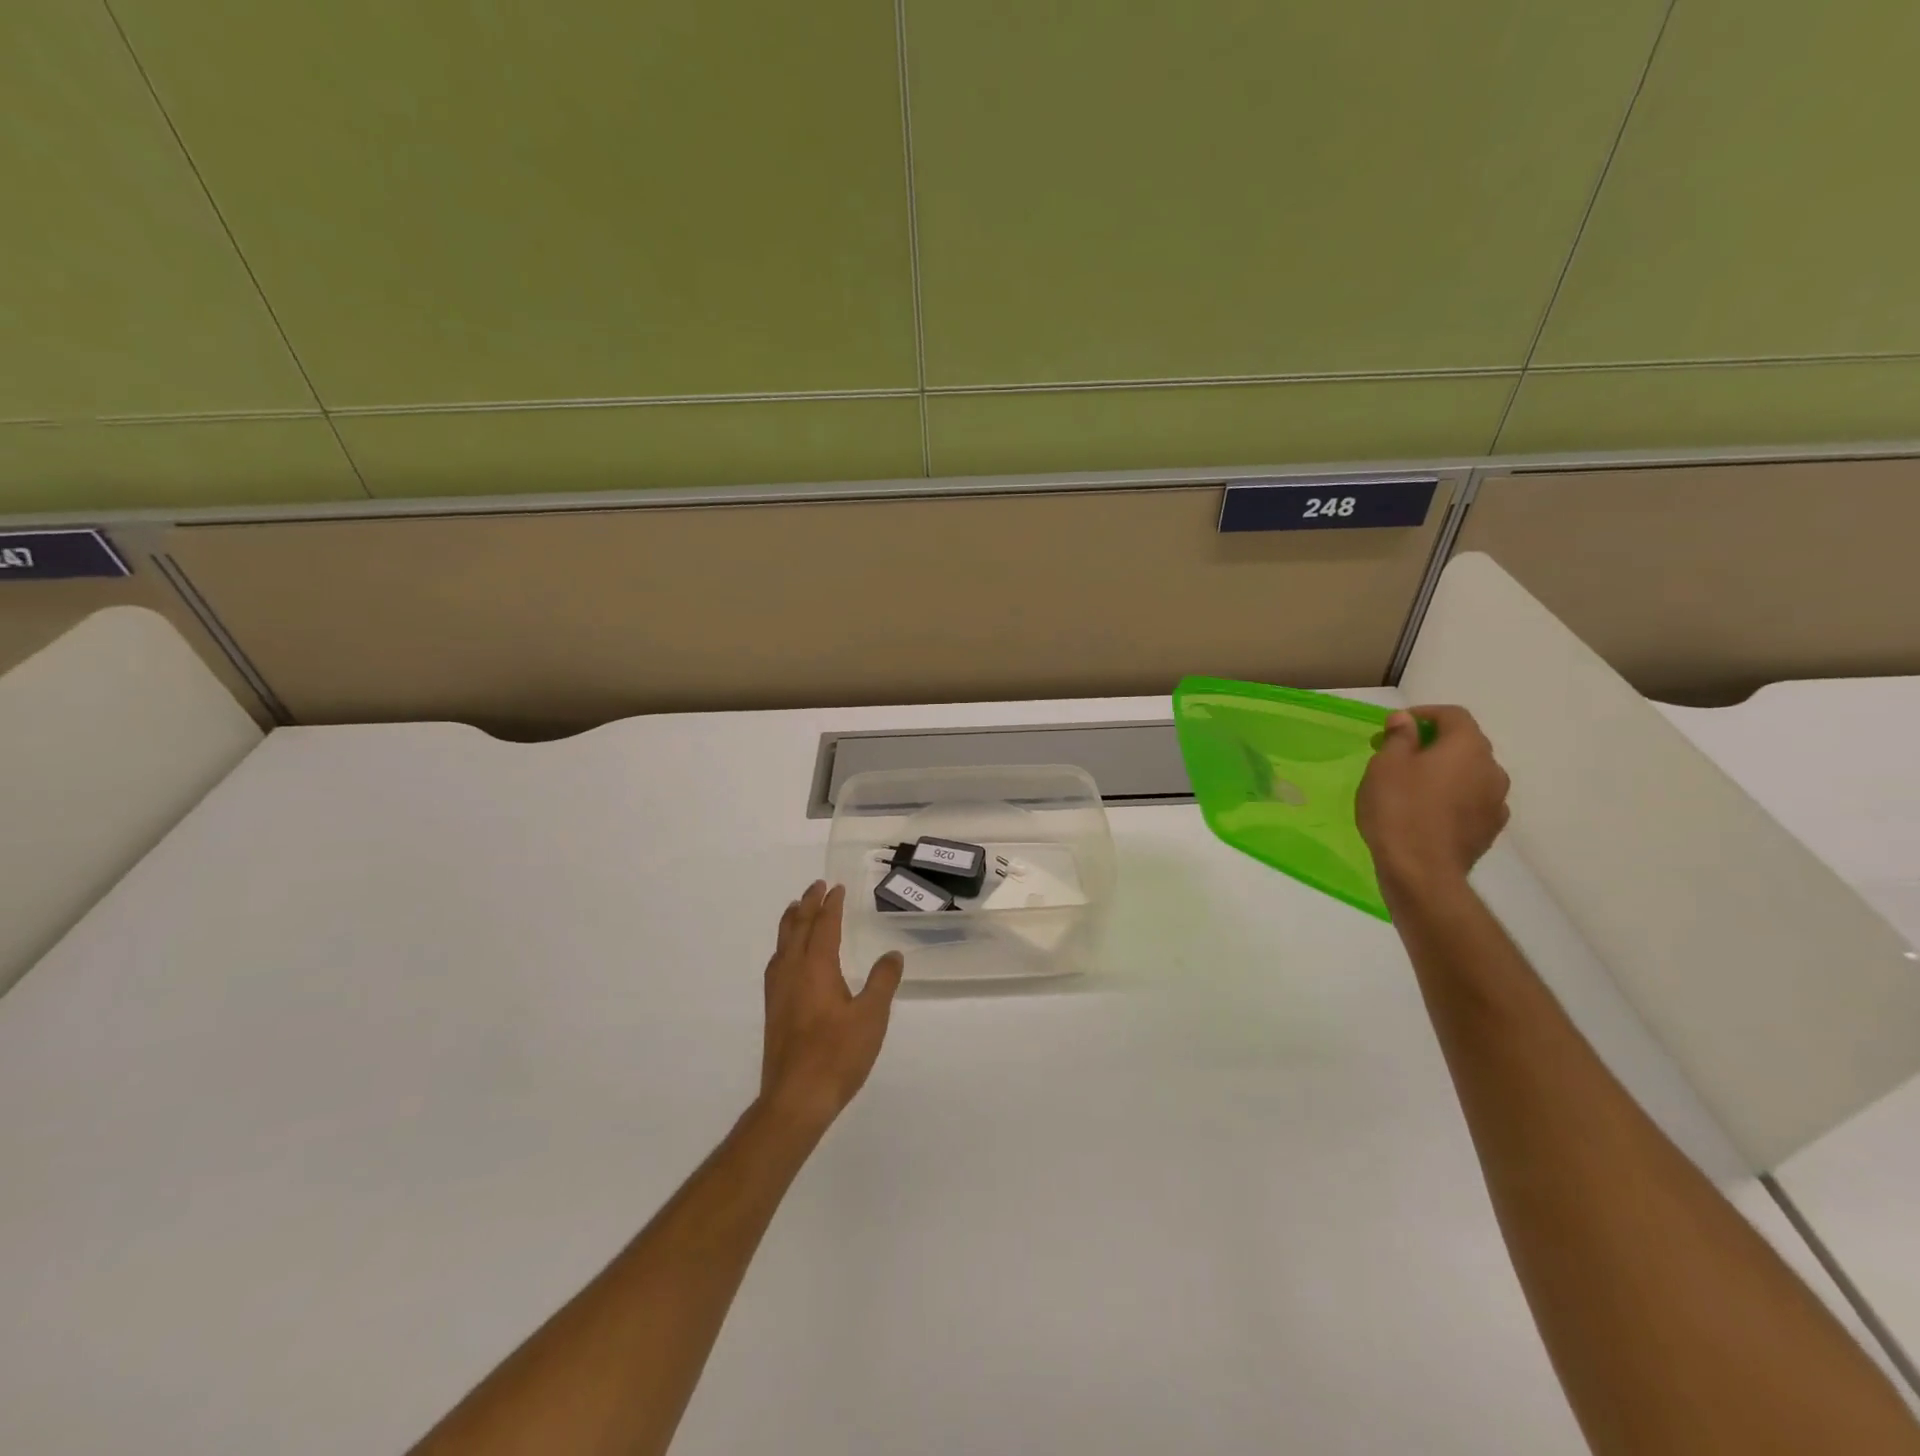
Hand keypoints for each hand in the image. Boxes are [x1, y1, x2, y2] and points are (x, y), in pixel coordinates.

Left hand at [760, 882, 904, 1132]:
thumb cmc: (838, 1054)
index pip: (824, 925)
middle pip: (798, 927)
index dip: (831, 905)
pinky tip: (788, 957)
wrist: (796, 1098)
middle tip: (816, 887)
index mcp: (816, 966)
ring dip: (792, 921)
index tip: (836, 888)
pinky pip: (777, 962)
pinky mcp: (774, 1009)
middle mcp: (793, 971)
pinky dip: (784, 945)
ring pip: (783, 944)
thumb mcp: (872, 1016)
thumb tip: (892, 955)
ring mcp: (779, 991)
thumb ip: (883, 981)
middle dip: (807, 904)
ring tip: (797, 909)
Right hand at [1357, 705, 1510, 899]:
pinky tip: (1428, 812)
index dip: (1424, 714)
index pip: (1453, 715)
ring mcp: (1496, 802)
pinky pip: (1472, 801)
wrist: (1422, 871)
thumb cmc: (1399, 809)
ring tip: (1411, 786)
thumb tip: (1406, 720)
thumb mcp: (1386, 766)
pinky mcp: (1490, 829)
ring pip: (1470, 774)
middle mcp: (1492, 769)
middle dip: (1432, 744)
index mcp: (1467, 747)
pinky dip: (1452, 798)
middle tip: (1397, 755)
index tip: (1395, 726)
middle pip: (1464, 744)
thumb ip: (1399, 737)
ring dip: (1444, 772)